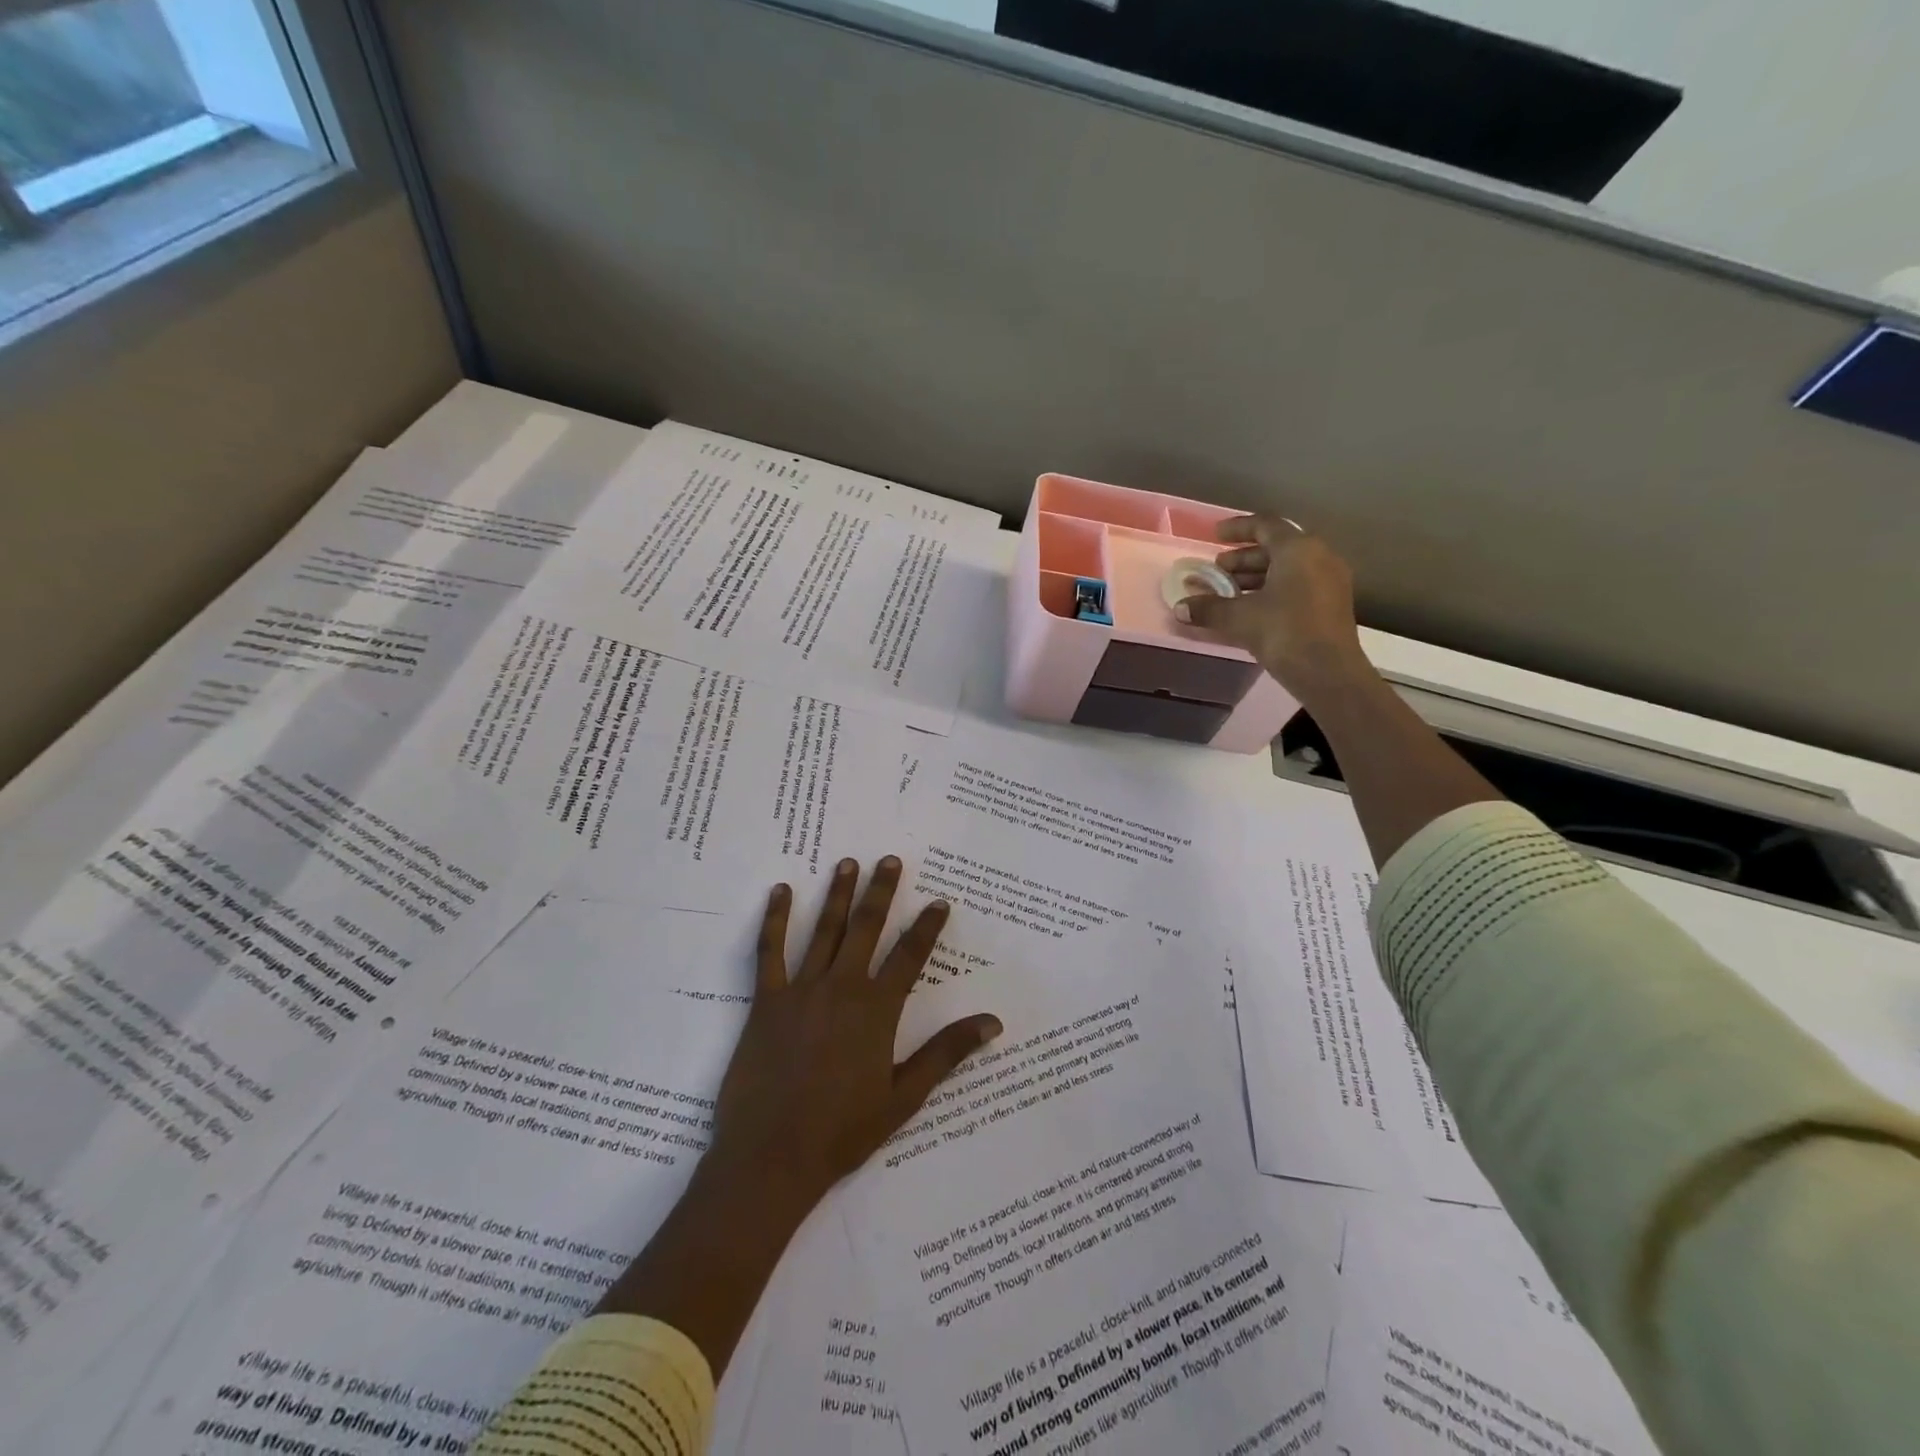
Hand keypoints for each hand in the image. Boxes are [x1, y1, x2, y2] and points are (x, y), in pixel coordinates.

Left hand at [708, 856, 1002, 1213]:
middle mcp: (842, 988)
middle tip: (888, 859)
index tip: (939, 901)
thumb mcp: (905, 1095)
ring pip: (824, 931)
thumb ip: (946, 1052)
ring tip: (847, 863)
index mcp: (877, 1010)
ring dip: (837, 895)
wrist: (773, 1158)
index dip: (927, 927)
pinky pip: (770, 952)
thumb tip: (993, 1022)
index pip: (910, 957)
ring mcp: (802, 991)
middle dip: (881, 892)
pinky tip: (780, 891)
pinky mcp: (766, 1002)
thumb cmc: (843, 1131)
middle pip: (866, 928)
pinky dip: (775, 919)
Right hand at [1178, 514, 1371, 702]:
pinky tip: (1251, 608)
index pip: (1265, 525)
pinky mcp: (1331, 603)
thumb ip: (1208, 608)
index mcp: (1297, 549)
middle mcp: (1318, 556)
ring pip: (1287, 567)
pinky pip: (1297, 584)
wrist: (1328, 672)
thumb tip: (1179, 608)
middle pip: (1276, 547)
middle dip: (1243, 557)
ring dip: (1256, 574)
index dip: (1237, 528)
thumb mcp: (1239, 618)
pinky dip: (1272, 588)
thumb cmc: (1284, 632)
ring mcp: (1329, 580)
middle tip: (1218, 569)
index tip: (1215, 536)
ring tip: (1229, 590)